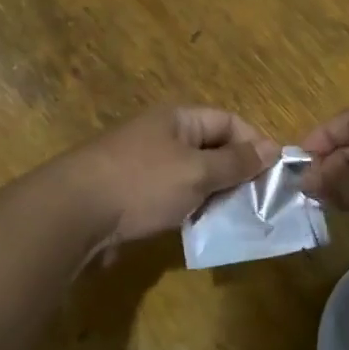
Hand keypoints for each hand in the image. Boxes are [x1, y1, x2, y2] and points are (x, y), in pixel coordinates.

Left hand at [64, 106, 278, 250]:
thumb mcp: (197, 172)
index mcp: (178, 119)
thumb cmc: (142, 184)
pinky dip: (189, 210)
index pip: (229, 121)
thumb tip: (272, 148)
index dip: (255, 144)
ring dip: (213, 196)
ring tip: (234, 221)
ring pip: (192, 176)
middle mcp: (161, 135)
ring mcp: (143, 165)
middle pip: (211, 148)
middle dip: (236, 174)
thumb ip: (236, 162)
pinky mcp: (130, 194)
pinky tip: (199, 230)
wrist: (72, 213)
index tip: (276, 175)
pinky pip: (171, 197)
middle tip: (259, 204)